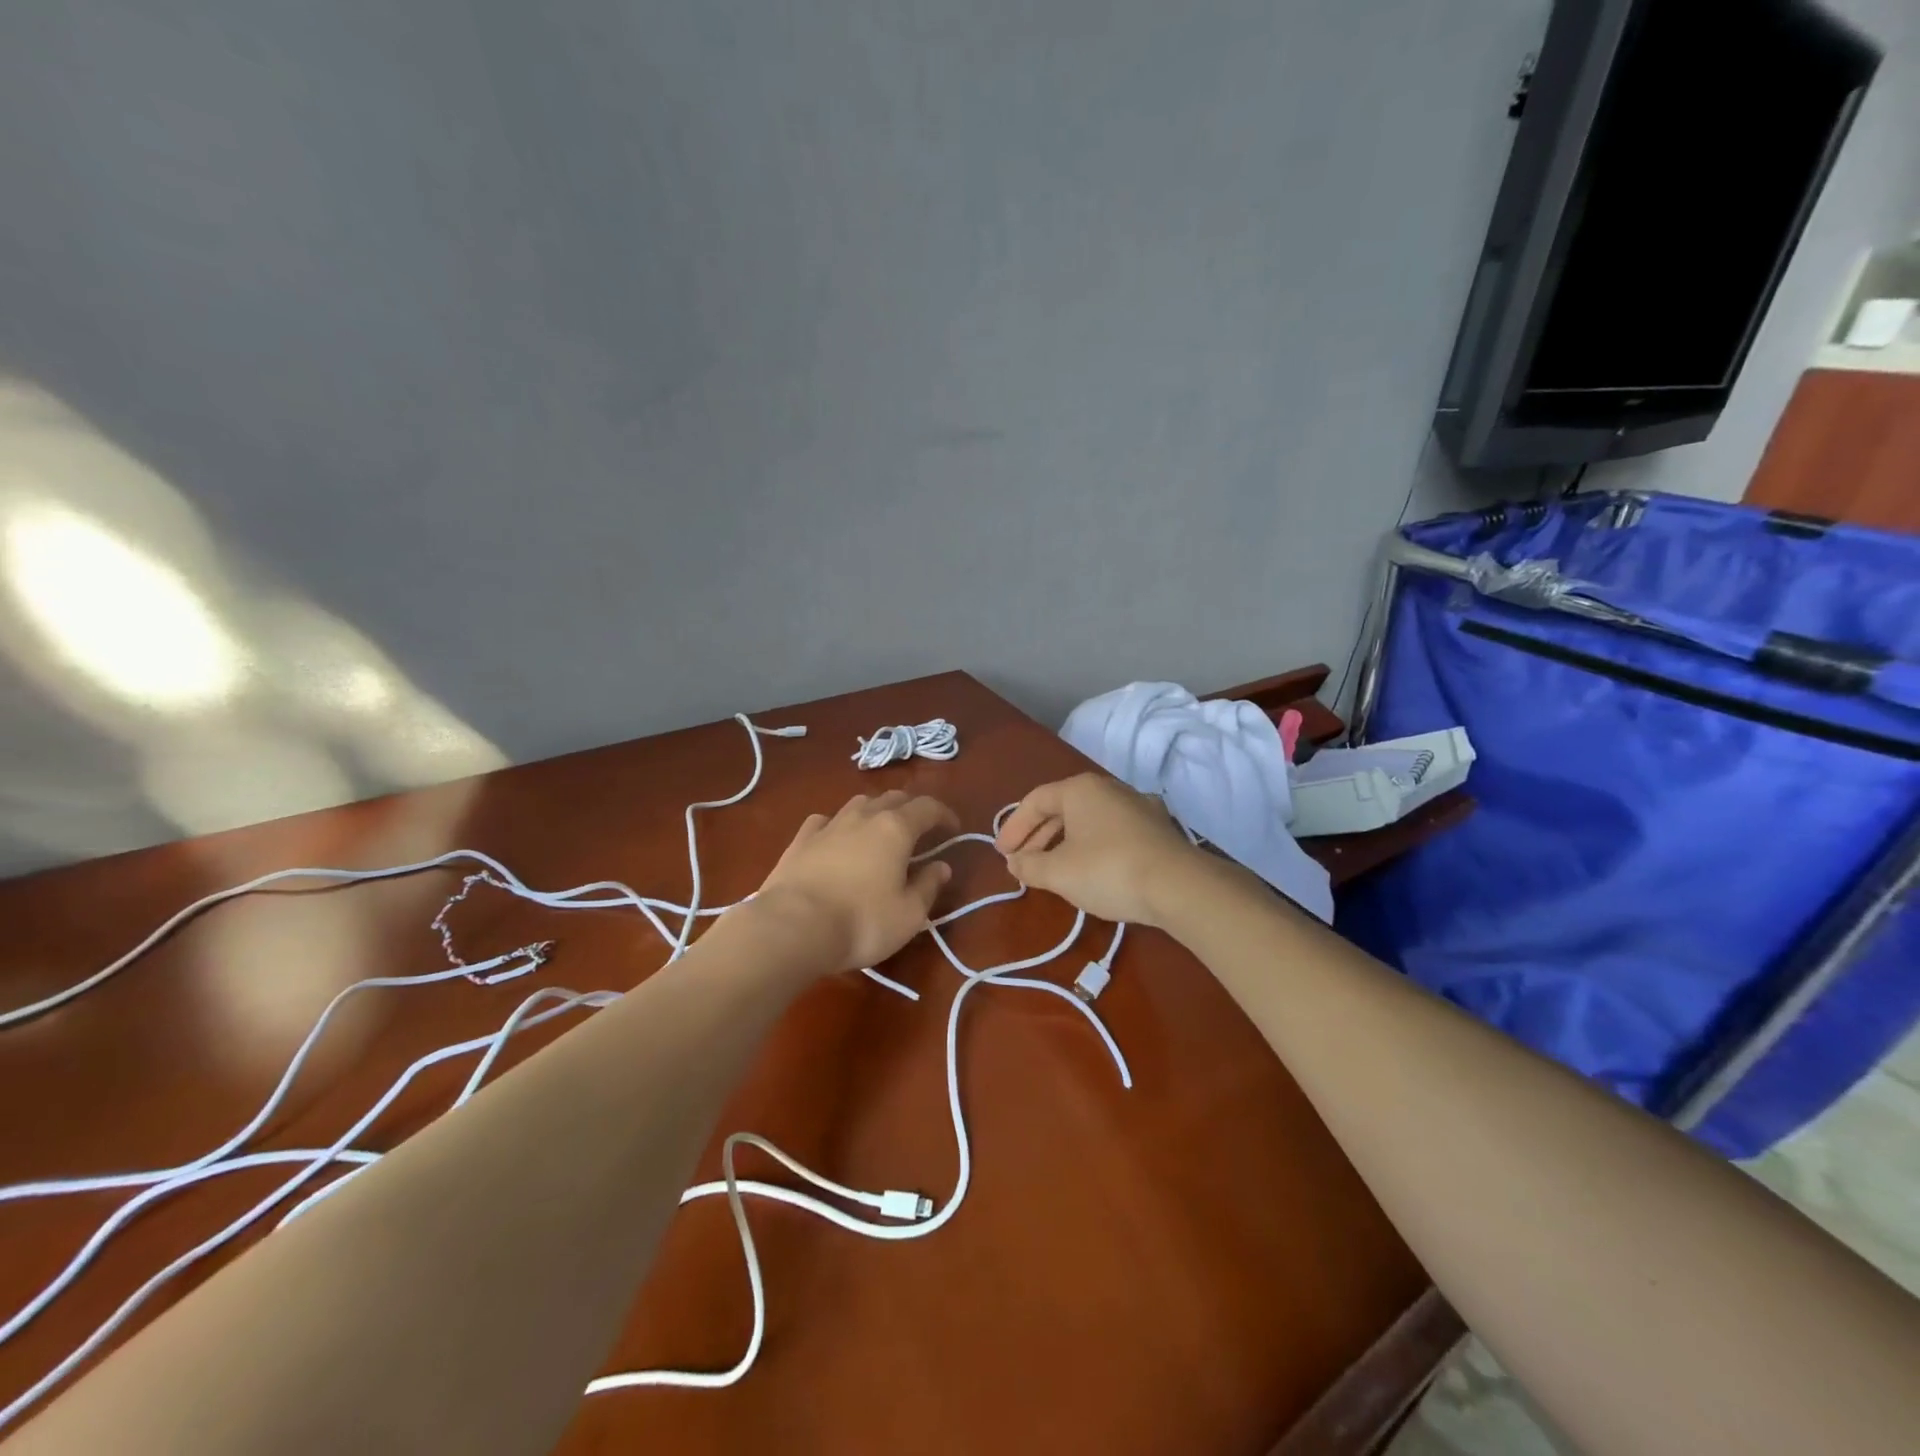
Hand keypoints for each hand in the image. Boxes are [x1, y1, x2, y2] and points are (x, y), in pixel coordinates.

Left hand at [755, 790, 958, 971]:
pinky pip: (825, 820)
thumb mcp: (909, 914)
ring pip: (858, 803)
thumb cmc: (862, 922)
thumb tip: (941, 866)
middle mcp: (863, 817)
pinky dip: (838, 824)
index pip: (927, 807)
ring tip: (880, 829)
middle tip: (920, 827)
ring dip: (875, 810)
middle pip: (893, 798)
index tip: (953, 828)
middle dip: (911, 808)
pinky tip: (836, 836)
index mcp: (895, 829)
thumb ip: (928, 886)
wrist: (793, 927)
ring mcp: (829, 825)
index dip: (944, 814)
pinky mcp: (800, 840)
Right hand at [995, 773, 1198, 927]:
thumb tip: (1014, 862)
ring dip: (1064, 842)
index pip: (1035, 801)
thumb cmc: (1108, 870)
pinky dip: (1092, 846)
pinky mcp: (1157, 829)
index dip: (1014, 827)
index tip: (1002, 854)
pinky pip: (1112, 831)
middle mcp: (1109, 788)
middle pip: (1062, 808)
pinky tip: (1091, 868)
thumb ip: (1029, 865)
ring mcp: (1138, 806)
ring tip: (1053, 869)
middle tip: (1022, 863)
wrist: (1179, 886)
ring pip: (1089, 819)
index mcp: (1081, 789)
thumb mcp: (1059, 872)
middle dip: (1038, 836)